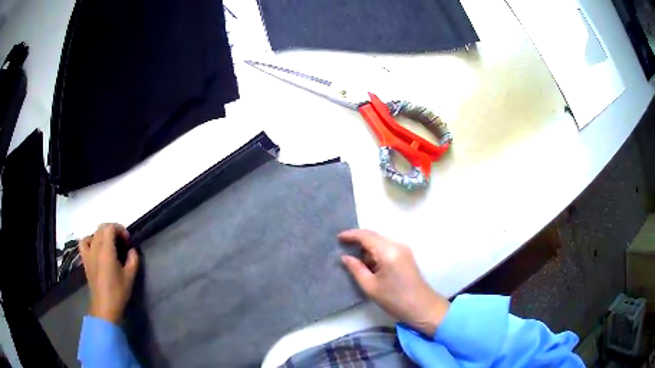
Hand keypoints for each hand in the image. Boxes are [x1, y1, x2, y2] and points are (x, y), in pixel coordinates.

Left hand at [79, 223, 138, 323]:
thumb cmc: (118, 292)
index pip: (110, 227)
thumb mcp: (130, 276)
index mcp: (107, 250)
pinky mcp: (85, 260)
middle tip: (122, 242)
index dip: (120, 229)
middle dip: (113, 231)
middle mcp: (95, 247)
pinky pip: (84, 242)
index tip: (127, 240)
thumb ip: (133, 259)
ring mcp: (88, 253)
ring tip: (110, 244)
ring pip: (94, 233)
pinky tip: (95, 247)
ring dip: (103, 234)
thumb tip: (132, 250)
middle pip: (102, 228)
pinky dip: (90, 240)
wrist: (104, 306)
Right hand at [339, 229, 449, 336]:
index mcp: (387, 251)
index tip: (338, 237)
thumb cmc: (394, 299)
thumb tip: (345, 257)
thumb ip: (356, 269)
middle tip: (343, 247)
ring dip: (367, 247)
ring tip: (353, 257)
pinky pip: (387, 247)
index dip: (351, 235)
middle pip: (374, 236)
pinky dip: (375, 251)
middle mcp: (397, 245)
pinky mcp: (406, 255)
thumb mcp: (370, 286)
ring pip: (380, 241)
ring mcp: (403, 249)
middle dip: (358, 239)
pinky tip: (368, 263)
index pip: (366, 236)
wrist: (422, 307)